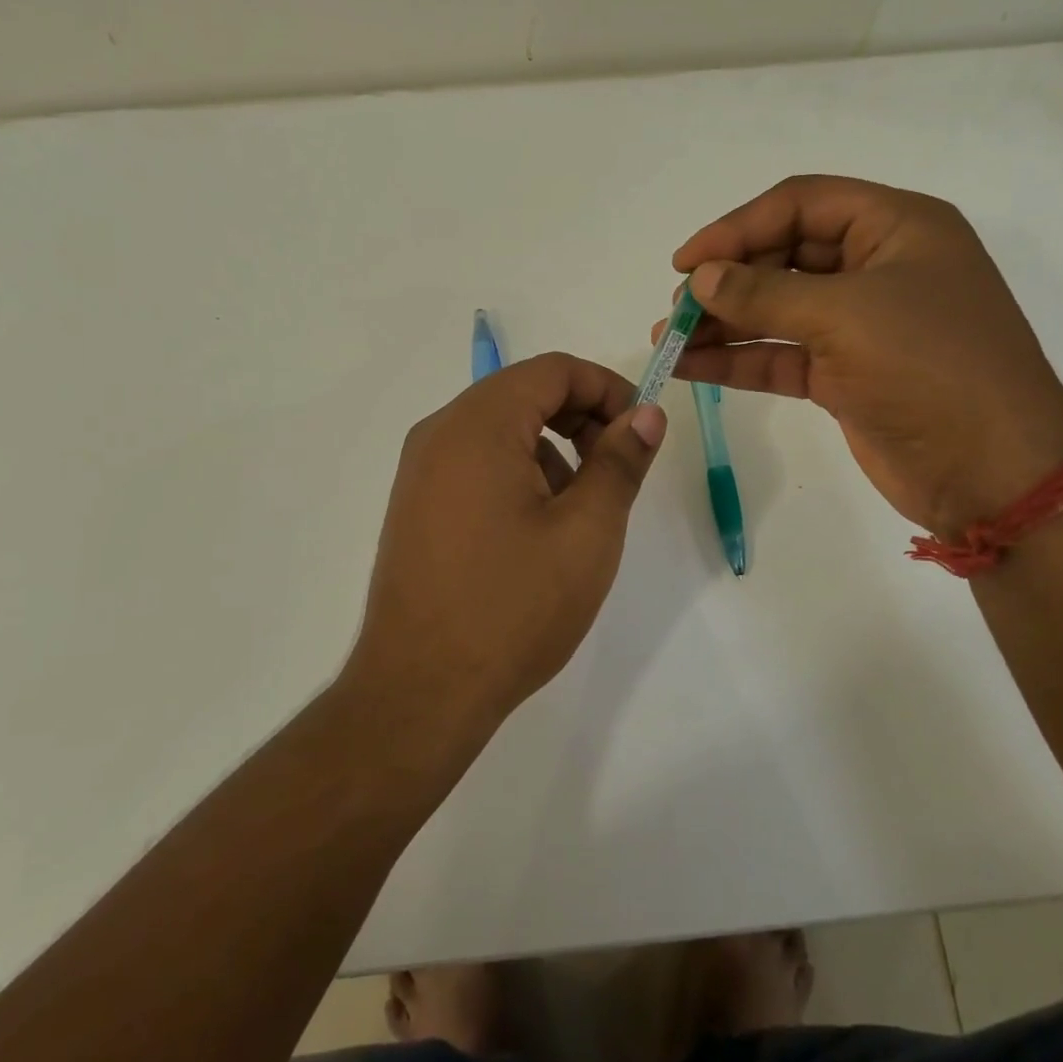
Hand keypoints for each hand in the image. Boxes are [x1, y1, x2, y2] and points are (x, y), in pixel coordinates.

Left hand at [345, 353, 666, 727]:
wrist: (421, 690)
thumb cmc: (513, 607)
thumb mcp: (587, 531)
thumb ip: (620, 461)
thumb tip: (646, 414)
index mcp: (478, 425)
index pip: (553, 370)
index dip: (608, 388)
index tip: (642, 430)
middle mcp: (439, 434)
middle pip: (523, 394)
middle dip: (581, 419)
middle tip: (617, 471)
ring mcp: (419, 472)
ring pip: (500, 431)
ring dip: (551, 451)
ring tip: (577, 513)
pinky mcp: (416, 507)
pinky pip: (475, 465)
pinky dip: (517, 475)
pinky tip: (535, 533)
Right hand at [667, 175, 1062, 534]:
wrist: (992, 471)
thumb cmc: (931, 368)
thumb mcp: (846, 316)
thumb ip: (765, 293)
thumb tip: (700, 279)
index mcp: (896, 228)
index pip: (801, 204)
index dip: (737, 227)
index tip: (684, 262)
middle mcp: (877, 268)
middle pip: (783, 256)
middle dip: (726, 280)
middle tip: (677, 310)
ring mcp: (859, 326)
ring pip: (777, 310)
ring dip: (723, 323)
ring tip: (669, 340)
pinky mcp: (844, 376)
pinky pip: (780, 356)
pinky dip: (738, 359)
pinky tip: (691, 367)